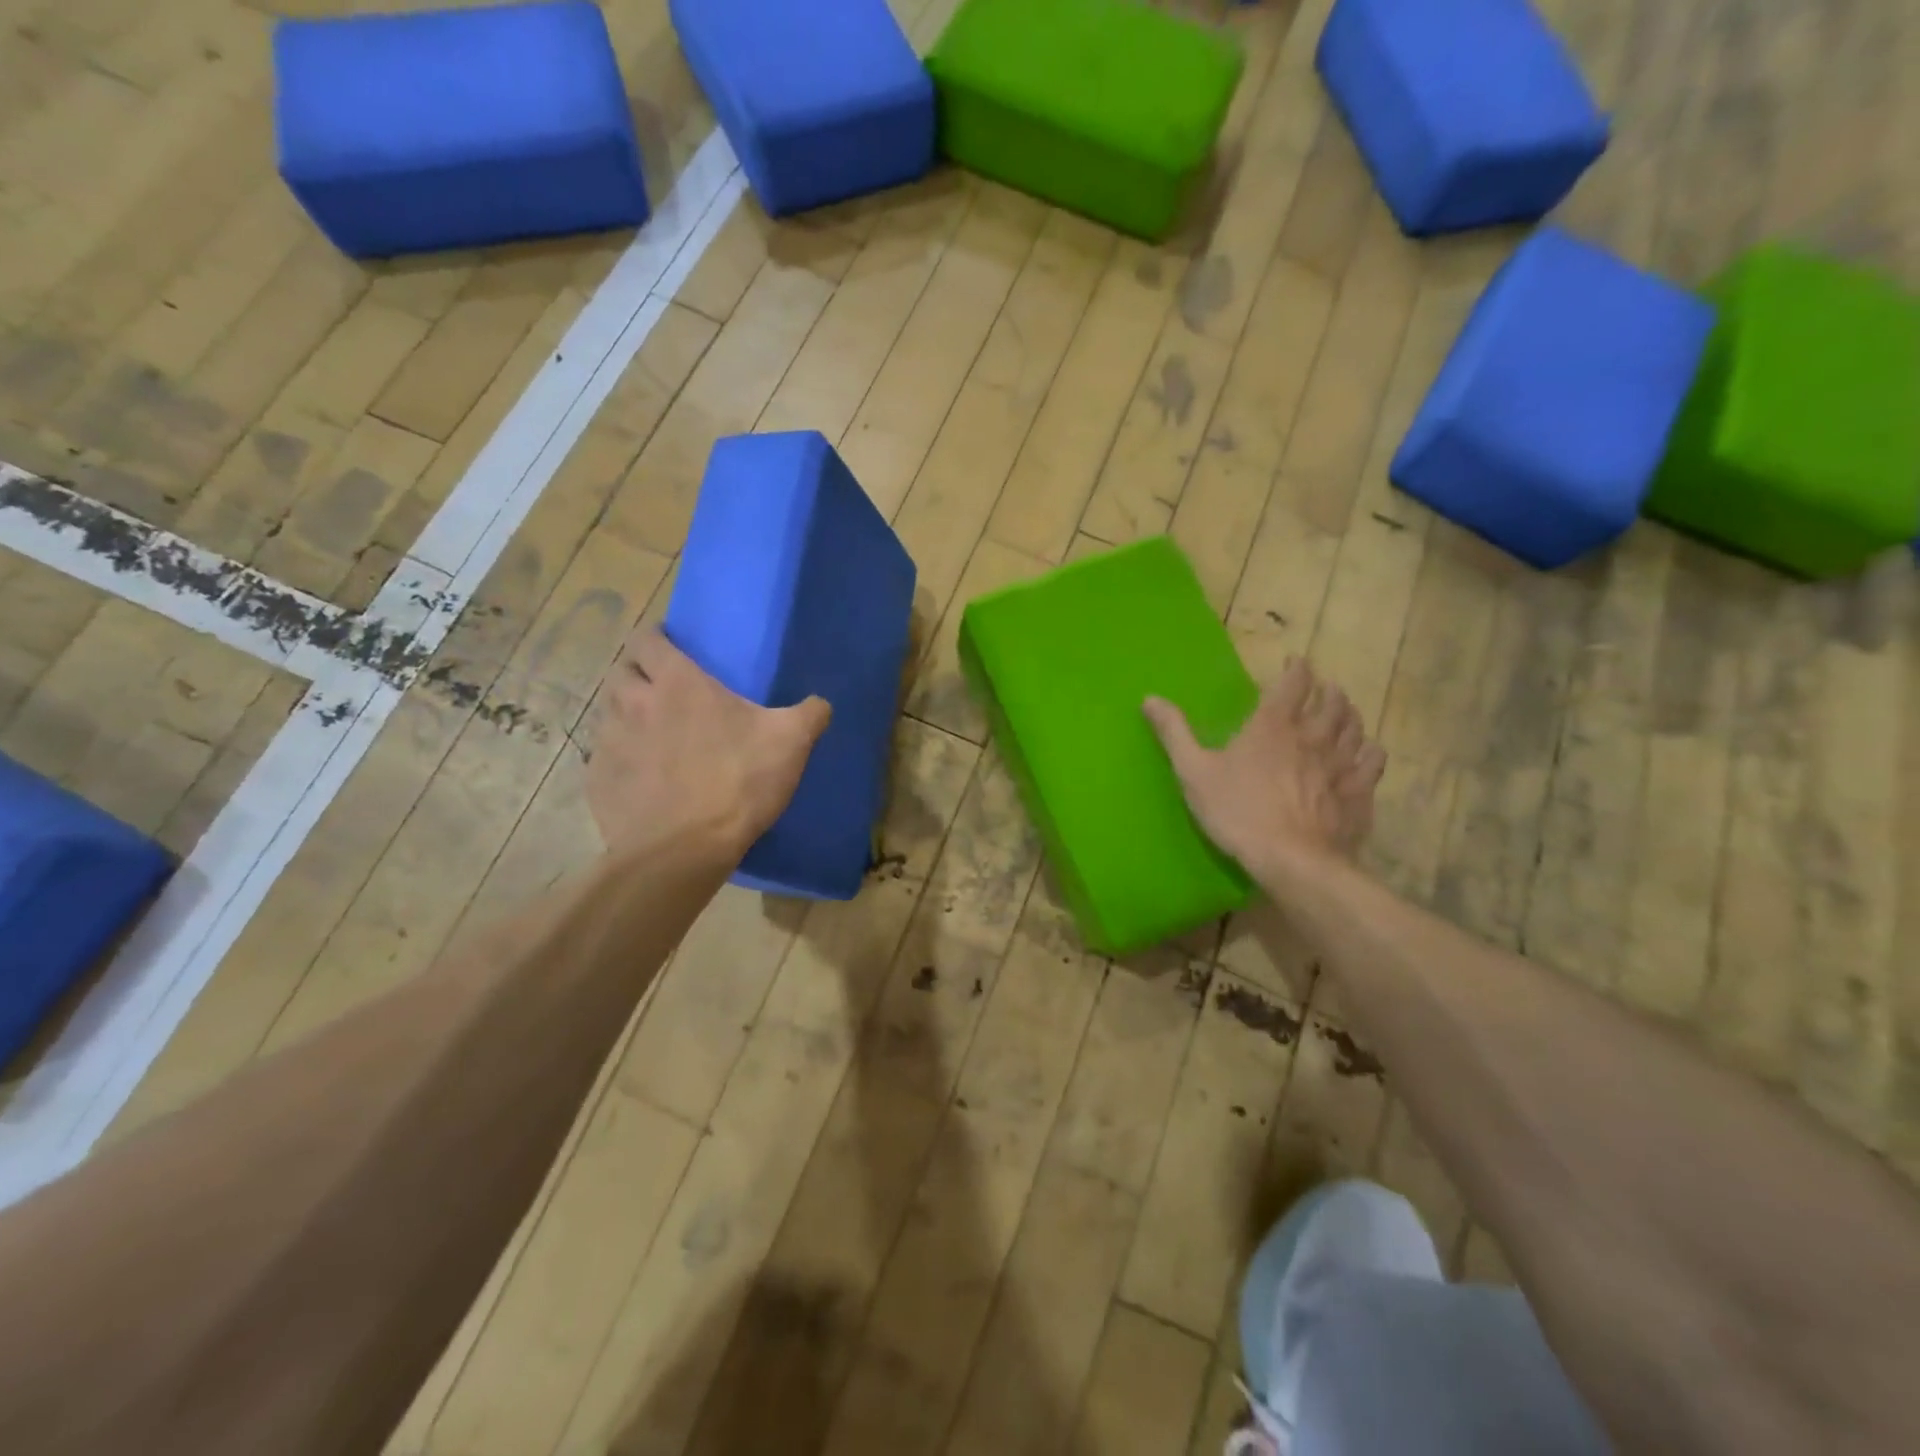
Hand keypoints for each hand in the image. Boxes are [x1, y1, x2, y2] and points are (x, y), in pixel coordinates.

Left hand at [586, 628, 829, 858]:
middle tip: (665, 691)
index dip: (657, 640)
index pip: (647, 639)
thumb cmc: (738, 783)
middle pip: (621, 672)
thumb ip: (809, 714)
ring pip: (609, 713)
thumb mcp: (791, 743)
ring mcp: (609, 743)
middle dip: (639, 674)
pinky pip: (604, 758)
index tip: (672, 649)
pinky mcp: (597, 781)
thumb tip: (820, 704)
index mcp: (677, 684)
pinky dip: (621, 759)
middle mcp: (633, 703)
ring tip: (654, 735)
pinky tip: (643, 778)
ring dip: (627, 715)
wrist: (685, 850)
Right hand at [1143, 657, 1385, 883]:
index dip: (1297, 668)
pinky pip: (1373, 760)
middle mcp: (1313, 735)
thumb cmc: (1238, 812)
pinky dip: (1369, 749)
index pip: (1294, 682)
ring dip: (1348, 713)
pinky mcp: (1359, 791)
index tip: (1295, 662)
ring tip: (1342, 711)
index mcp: (1273, 725)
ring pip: (1354, 726)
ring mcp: (1341, 763)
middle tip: (1320, 688)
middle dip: (1326, 689)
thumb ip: (1174, 733)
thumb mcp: (1194, 772)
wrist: (1292, 861)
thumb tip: (1150, 698)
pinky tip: (1364, 752)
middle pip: (1331, 700)